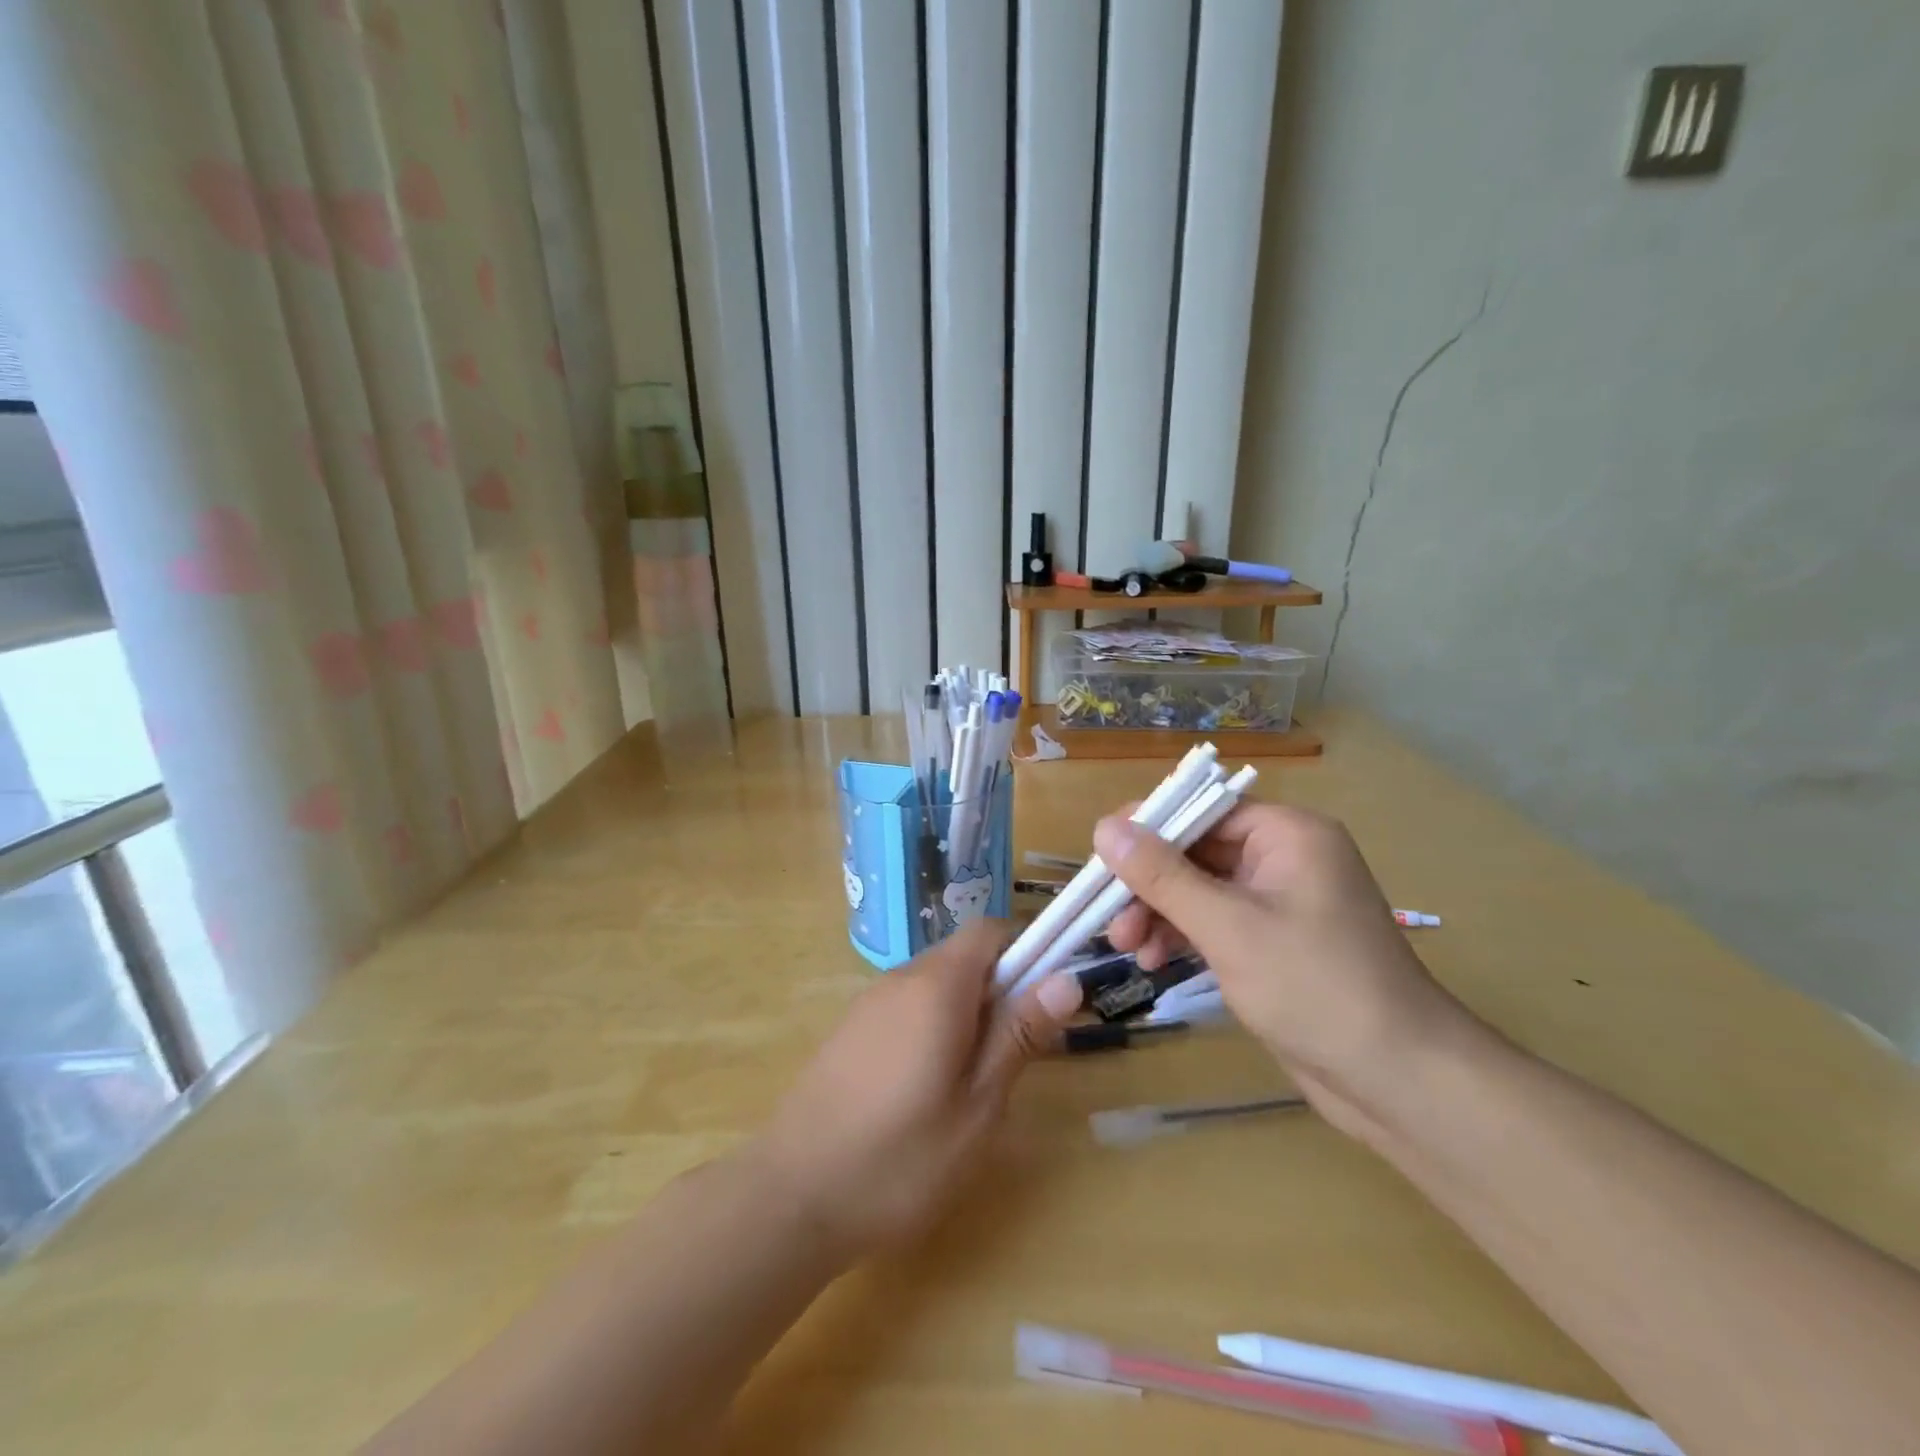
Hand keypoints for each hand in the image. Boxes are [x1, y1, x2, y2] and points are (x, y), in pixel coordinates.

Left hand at [750, 920, 1080, 1262]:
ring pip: (936, 984)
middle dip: (1000, 990)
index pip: (990, 931)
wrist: (791, 1197)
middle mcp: (901, 978)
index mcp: (937, 985)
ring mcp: (869, 1003)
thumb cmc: (900, 1158)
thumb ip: (1019, 1035)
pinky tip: (926, 1091)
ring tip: (973, 1085)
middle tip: (1015, 1057)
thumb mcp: (979, 1105)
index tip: (1046, 998)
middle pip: (964, 957)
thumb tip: (1066, 978)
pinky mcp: (850, 1030)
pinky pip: (908, 1007)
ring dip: (967, 1013)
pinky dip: (934, 1028)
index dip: (1027, 950)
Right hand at [1096, 803, 1484, 1138]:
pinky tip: (1155, 961)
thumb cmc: (1314, 988)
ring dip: (1160, 913)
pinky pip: (1216, 920)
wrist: (1400, 1081)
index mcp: (1287, 834)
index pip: (1202, 809)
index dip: (1148, 828)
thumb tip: (1103, 827)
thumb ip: (1161, 875)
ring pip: (1200, 888)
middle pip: (1197, 850)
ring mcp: (1281, 902)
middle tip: (1111, 921)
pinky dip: (1183, 935)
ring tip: (1128, 949)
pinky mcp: (1275, 942)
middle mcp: (1285, 857)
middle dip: (1149, 884)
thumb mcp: (1227, 927)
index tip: (1099, 856)